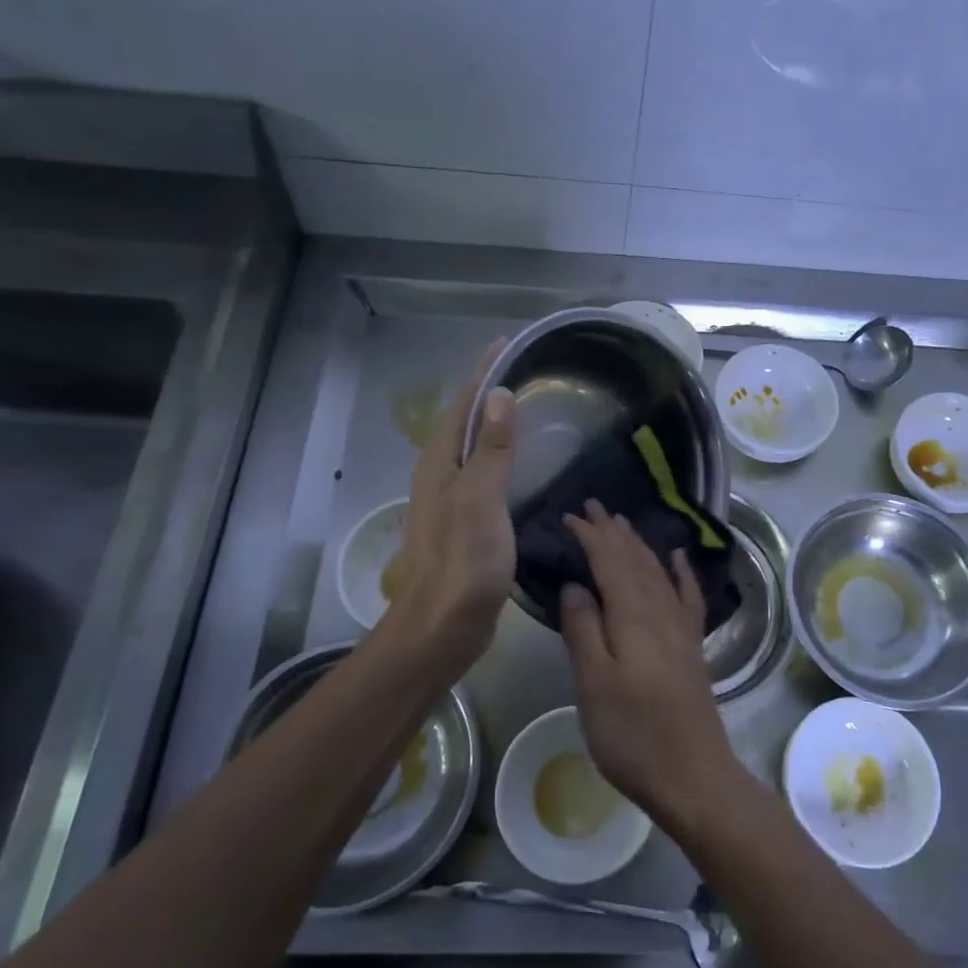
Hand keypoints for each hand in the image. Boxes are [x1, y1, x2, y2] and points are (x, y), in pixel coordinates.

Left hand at [382, 342, 516, 669]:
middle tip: (526, 372)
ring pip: (473, 449)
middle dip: (489, 392)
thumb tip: (499, 395)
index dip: (483, 372)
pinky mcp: (465, 523)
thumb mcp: (481, 498)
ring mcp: (451, 500)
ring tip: (528, 409)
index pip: (462, 403)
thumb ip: (490, 448)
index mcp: (439, 462)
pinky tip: (522, 464)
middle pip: (464, 421)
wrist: (444, 624)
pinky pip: (484, 474)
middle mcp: (440, 474)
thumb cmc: (463, 559)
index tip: (506, 343)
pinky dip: (502, 457)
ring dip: (494, 424)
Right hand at [559, 501, 741, 824]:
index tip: (568, 516)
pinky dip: (682, 572)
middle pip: (636, 559)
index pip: (609, 561)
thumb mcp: (593, 684)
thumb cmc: (633, 734)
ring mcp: (681, 629)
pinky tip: (679, 558)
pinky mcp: (692, 647)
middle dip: (613, 531)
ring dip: (639, 544)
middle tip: (592, 506)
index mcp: (633, 616)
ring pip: (658, 571)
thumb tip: (575, 584)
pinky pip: (689, 596)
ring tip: (623, 523)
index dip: (590, 536)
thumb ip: (584, 629)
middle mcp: (661, 612)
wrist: (693, 775)